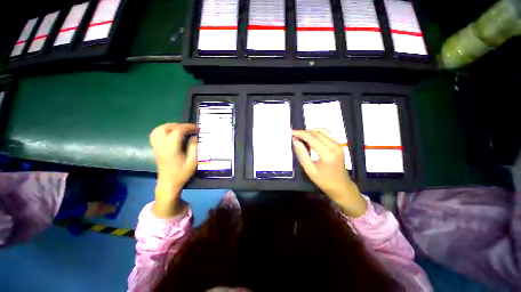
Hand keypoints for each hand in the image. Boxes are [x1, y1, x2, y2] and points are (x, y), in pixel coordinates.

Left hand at [149, 123, 197, 216]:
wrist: (168, 183)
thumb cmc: (182, 173)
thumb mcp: (192, 162)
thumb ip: (194, 148)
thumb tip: (194, 137)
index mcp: (171, 148)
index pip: (178, 131)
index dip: (188, 127)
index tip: (197, 128)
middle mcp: (161, 145)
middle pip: (165, 128)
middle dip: (179, 125)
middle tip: (189, 129)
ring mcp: (156, 147)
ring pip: (158, 130)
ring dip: (170, 126)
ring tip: (180, 129)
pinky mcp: (155, 149)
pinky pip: (155, 135)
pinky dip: (163, 131)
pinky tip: (171, 134)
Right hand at [292, 129, 366, 216]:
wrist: (342, 187)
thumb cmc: (324, 181)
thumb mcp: (309, 170)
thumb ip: (302, 154)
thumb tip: (295, 141)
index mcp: (327, 153)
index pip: (311, 138)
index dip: (300, 134)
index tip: (291, 133)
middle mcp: (334, 146)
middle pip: (317, 132)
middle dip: (304, 132)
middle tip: (294, 135)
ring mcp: (338, 144)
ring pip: (322, 131)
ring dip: (310, 132)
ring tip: (301, 137)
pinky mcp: (338, 145)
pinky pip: (326, 134)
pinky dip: (316, 134)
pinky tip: (310, 139)